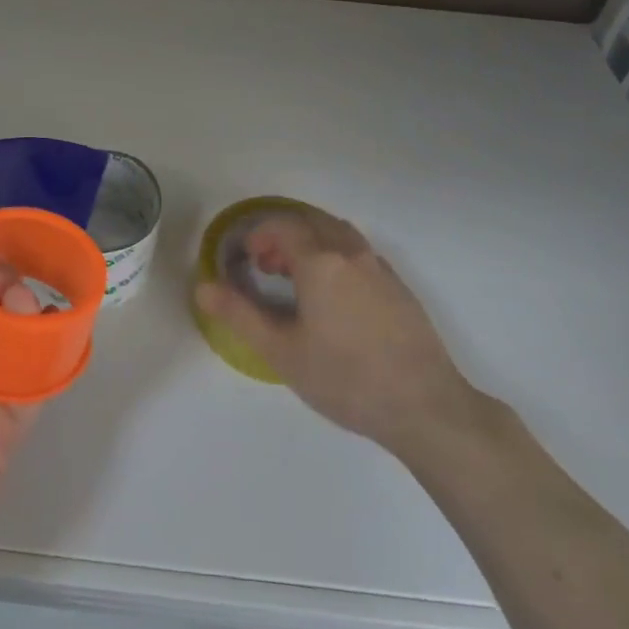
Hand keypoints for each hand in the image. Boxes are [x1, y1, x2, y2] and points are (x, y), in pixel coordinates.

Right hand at [195, 204, 490, 458]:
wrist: (425, 407)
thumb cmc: (346, 379)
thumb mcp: (282, 352)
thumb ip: (239, 315)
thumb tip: (203, 287)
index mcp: (320, 261)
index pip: (281, 225)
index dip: (258, 235)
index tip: (246, 261)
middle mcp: (350, 252)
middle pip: (310, 221)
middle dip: (282, 234)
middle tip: (266, 266)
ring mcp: (379, 267)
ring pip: (337, 233)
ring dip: (310, 241)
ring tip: (296, 278)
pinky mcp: (398, 286)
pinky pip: (358, 251)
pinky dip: (335, 255)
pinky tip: (333, 297)